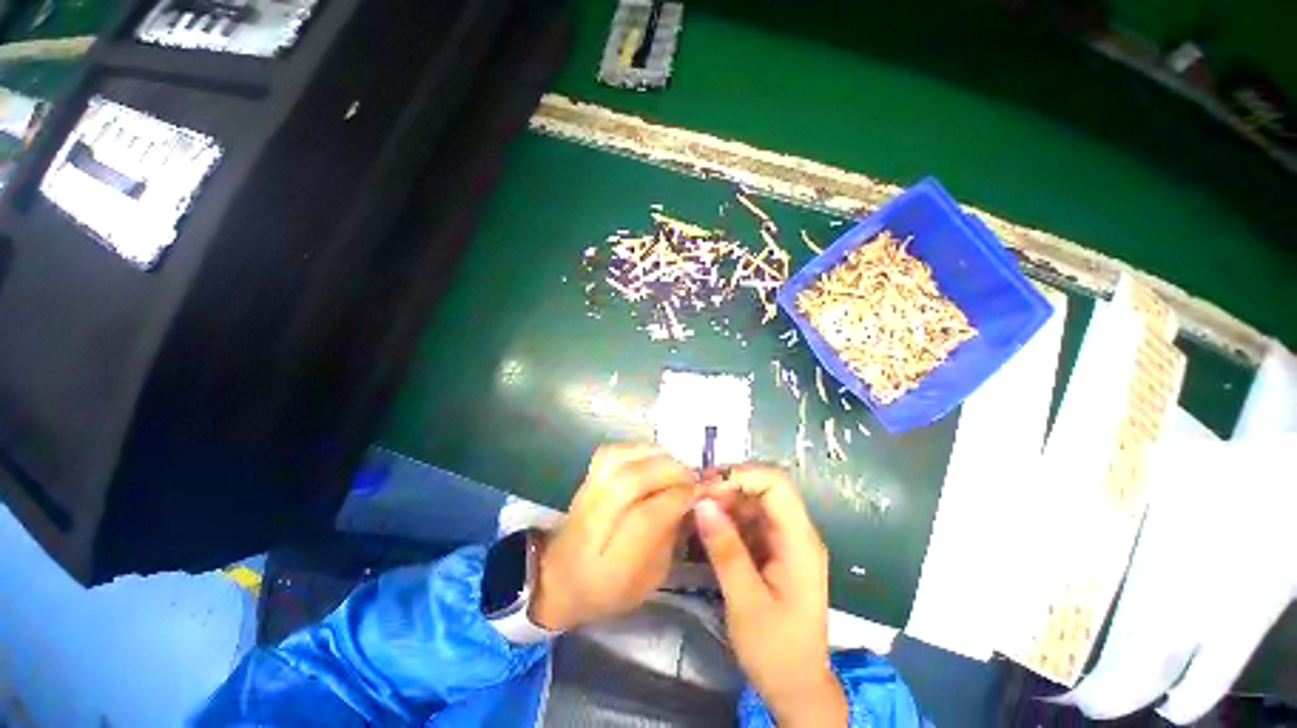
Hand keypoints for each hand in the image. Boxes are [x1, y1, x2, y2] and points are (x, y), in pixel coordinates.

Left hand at [529, 444, 695, 631]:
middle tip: (693, 477)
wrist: (560, 577)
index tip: (702, 492)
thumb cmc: (611, 587)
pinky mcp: (585, 479)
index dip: (678, 499)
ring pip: (621, 460)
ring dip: (656, 457)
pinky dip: (638, 449)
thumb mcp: (651, 578)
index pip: (646, 519)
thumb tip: (694, 499)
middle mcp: (592, 525)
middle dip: (671, 473)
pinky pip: (613, 451)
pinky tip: (653, 458)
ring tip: (675, 467)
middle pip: (631, 482)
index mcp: (609, 567)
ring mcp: (584, 496)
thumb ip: (671, 537)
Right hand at [694, 465, 847, 727]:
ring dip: (724, 501)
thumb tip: (702, 503)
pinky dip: (727, 518)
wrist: (797, 689)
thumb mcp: (745, 602)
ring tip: (695, 509)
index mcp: (800, 542)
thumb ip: (725, 549)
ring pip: (754, 502)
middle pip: (764, 488)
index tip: (707, 486)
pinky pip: (749, 521)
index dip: (742, 475)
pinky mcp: (773, 551)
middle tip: (694, 497)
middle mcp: (796, 533)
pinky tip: (706, 526)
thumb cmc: (776, 651)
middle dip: (728, 486)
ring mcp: (785, 541)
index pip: (776, 485)